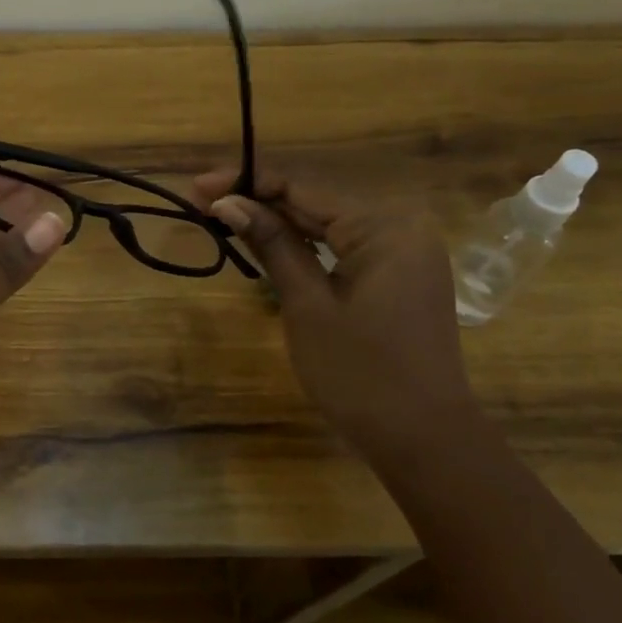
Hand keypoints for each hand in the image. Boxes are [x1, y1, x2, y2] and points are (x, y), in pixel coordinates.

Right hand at [197, 169, 479, 458]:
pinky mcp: (399, 275)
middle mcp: (401, 226)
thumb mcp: (307, 304)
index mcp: (384, 226)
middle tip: (202, 201)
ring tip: (224, 217)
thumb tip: (228, 202)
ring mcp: (404, 252)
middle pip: (316, 201)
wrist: (423, 440)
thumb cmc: (359, 373)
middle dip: (258, 200)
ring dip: (277, 221)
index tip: (198, 186)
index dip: (247, 183)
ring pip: (328, 224)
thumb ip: (272, 245)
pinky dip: (305, 245)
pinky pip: (344, 246)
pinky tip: (269, 242)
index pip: (304, 188)